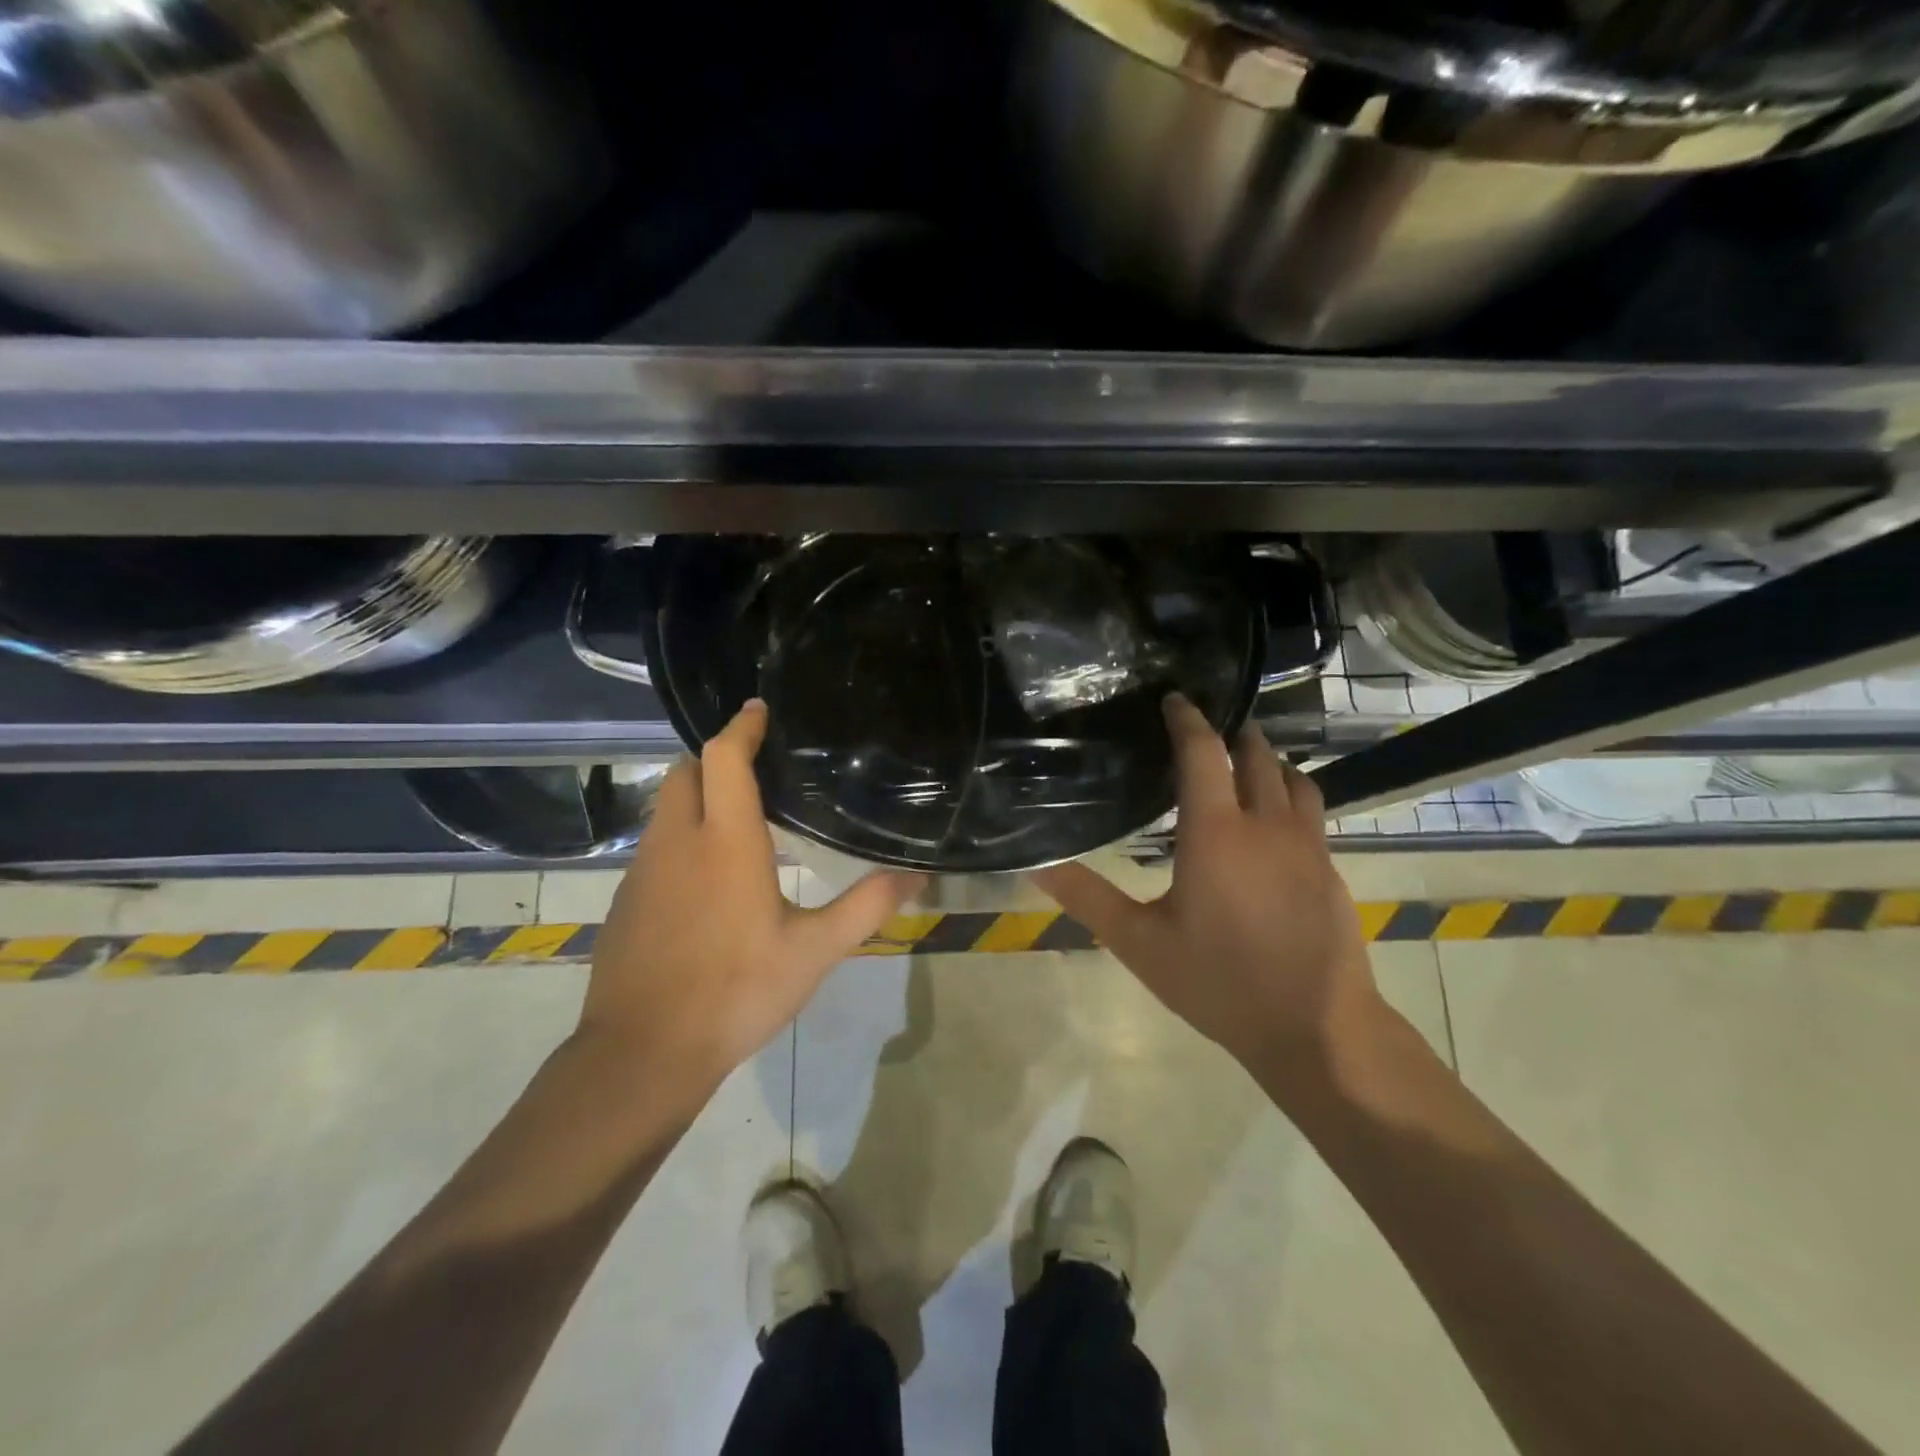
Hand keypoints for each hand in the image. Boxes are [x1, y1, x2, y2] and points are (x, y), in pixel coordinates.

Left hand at [578, 700, 921, 1097]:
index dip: (741, 726)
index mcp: (726, 842)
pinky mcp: (627, 900)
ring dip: (697, 797)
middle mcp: (678, 842)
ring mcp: (644, 871)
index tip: (759, 709)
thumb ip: (867, 907)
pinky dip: (681, 837)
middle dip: (715, 758)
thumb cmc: (736, 992)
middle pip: (686, 772)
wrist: (643, 1054)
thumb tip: (918, 876)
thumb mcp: (814, 952)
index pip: (724, 758)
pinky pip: (655, 846)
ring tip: (738, 820)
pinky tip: (707, 879)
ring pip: (666, 808)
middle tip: (756, 769)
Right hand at [1032, 695, 1386, 1096]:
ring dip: (1268, 759)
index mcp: (1216, 832)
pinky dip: (1291, 793)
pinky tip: (1275, 818)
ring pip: (1294, 778)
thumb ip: (1088, 898)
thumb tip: (1036, 865)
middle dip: (1234, 732)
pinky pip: (1312, 810)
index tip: (1174, 698)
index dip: (1187, 719)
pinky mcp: (1330, 868)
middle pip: (1255, 755)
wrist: (1317, 1030)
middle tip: (1209, 723)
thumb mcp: (1140, 944)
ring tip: (1244, 760)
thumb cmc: (1219, 982)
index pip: (1203, 752)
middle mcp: (1267, 825)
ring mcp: (1308, 845)